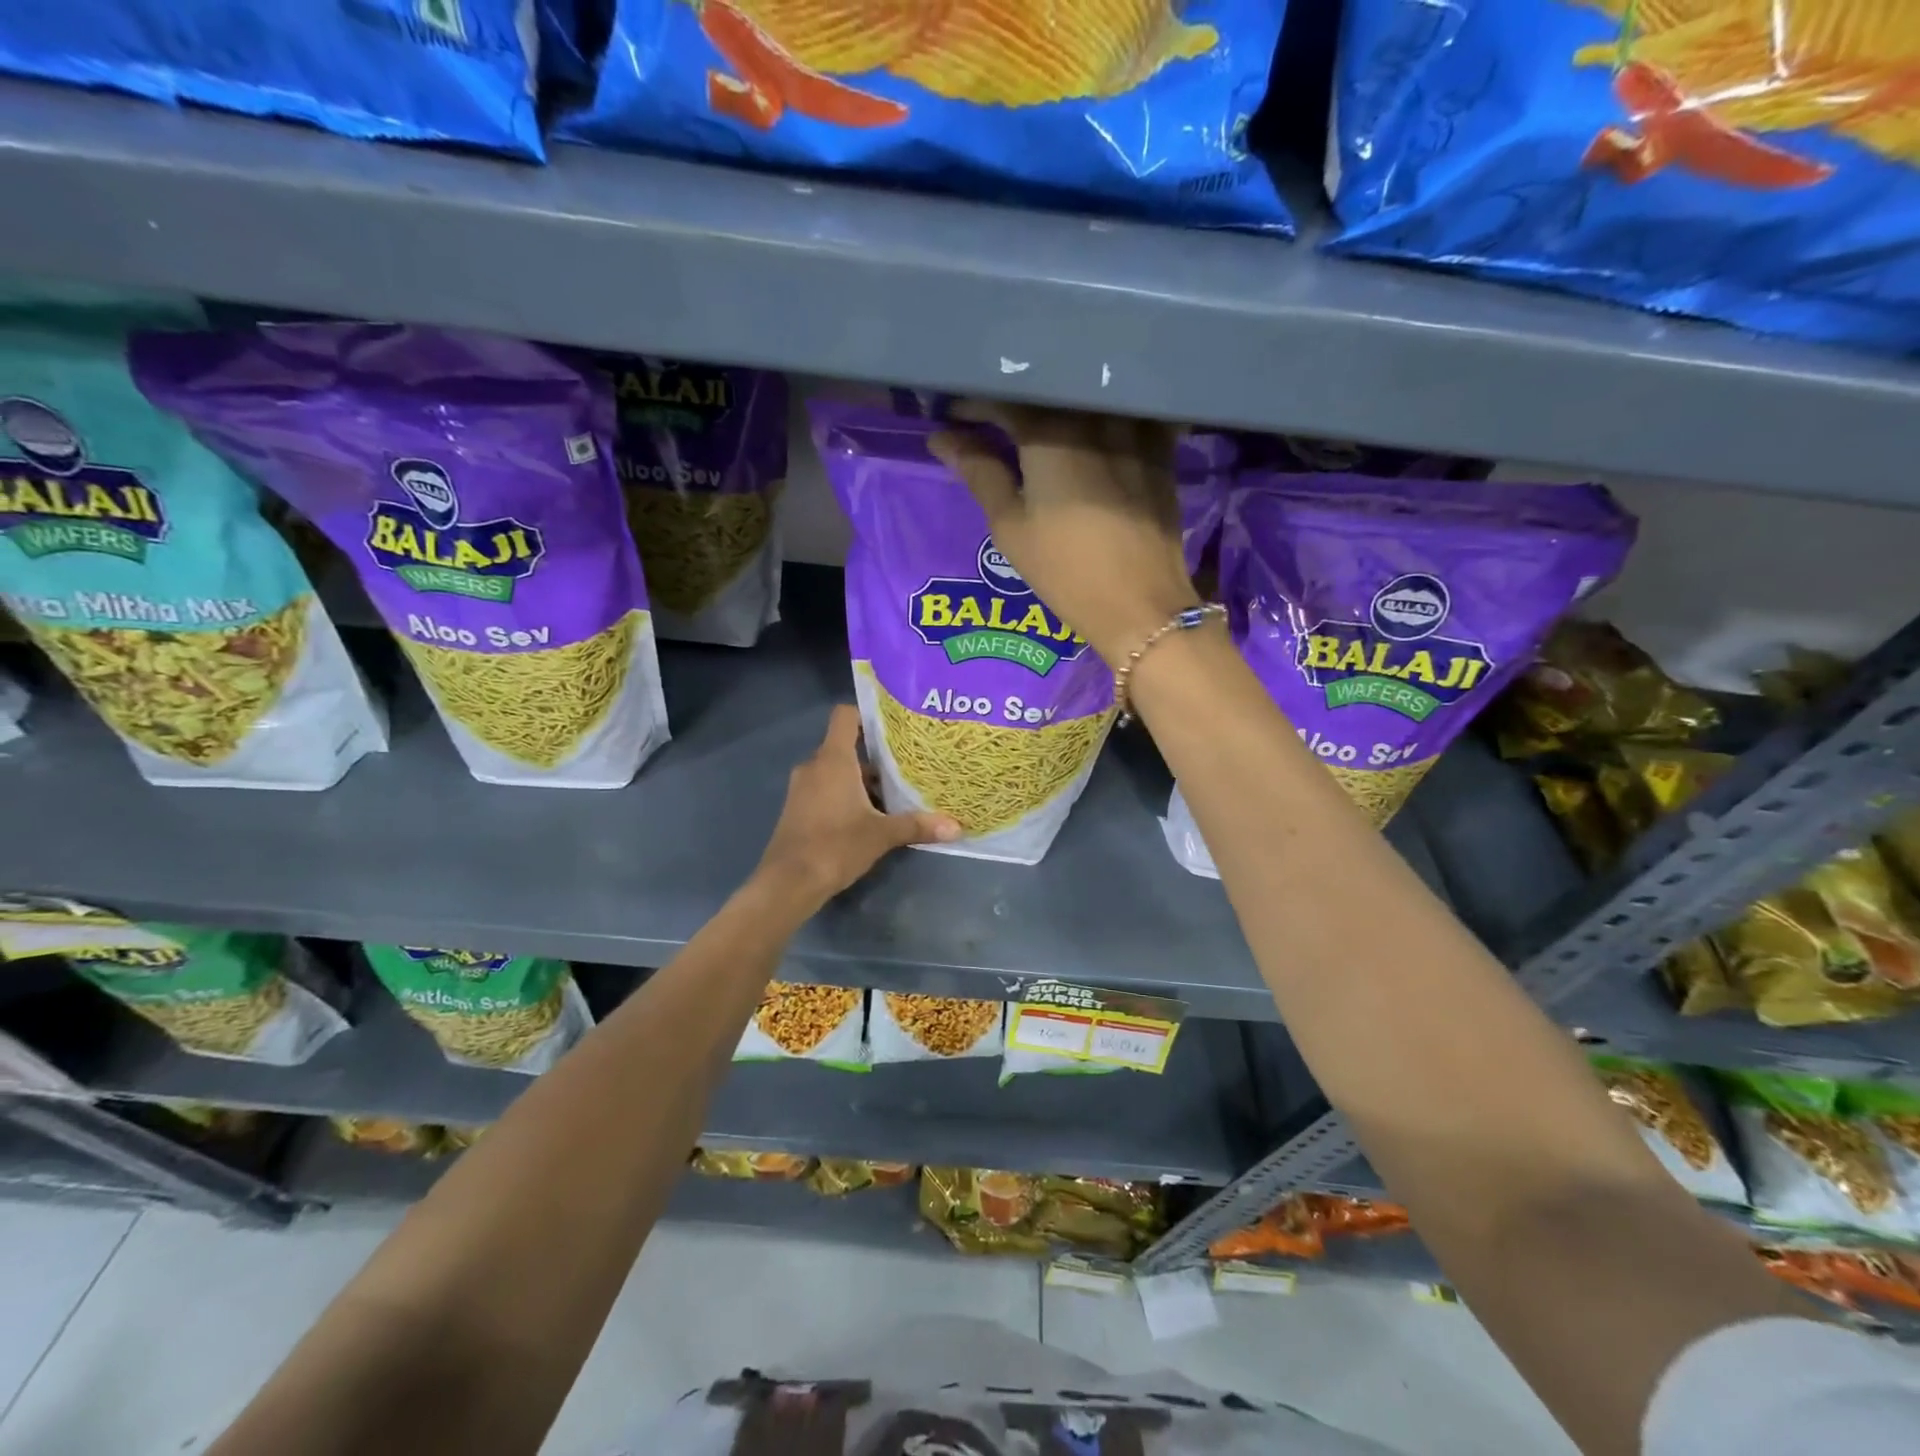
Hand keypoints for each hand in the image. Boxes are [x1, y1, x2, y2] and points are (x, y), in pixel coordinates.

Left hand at [756, 705, 960, 910]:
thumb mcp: (882, 835)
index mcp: (833, 759)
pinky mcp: (799, 808)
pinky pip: (827, 788)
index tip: (894, 726)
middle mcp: (815, 766)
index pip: (845, 716)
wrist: (789, 882)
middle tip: (907, 763)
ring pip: (837, 770)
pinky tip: (871, 814)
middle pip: (846, 745)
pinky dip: (847, 794)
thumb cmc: (835, 846)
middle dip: (876, 755)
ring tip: (896, 791)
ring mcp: (803, 787)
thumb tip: (956, 827)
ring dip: (863, 779)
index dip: (868, 714)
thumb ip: (917, 826)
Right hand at [930, 402, 1200, 664]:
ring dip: (1056, 404)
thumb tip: (943, 439)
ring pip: (1086, 398)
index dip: (974, 402)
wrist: (1141, 604)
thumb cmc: (1066, 571)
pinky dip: (1098, 415)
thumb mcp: (1011, 527)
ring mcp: (1134, 426)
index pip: (1004, 397)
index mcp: (1051, 432)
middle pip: (1047, 389)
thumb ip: (980, 473)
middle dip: (1015, 400)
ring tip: (1037, 425)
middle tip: (992, 420)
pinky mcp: (1159, 447)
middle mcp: (1094, 414)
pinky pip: (1123, 413)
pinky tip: (1087, 430)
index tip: (953, 415)